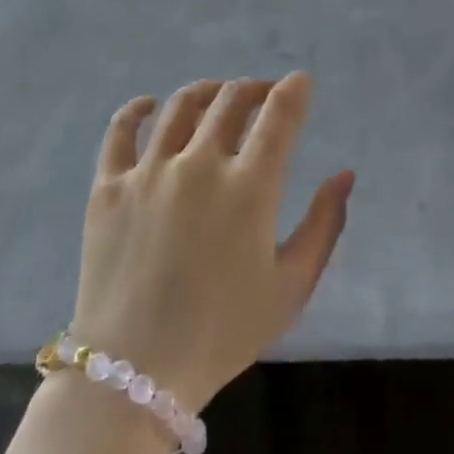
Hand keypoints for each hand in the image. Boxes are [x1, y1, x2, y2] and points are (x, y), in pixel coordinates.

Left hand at [71, 74, 353, 409]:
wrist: (134, 372)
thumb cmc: (223, 333)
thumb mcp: (292, 287)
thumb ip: (325, 224)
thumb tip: (344, 174)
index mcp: (249, 187)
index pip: (279, 115)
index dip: (294, 90)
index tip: (300, 82)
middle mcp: (199, 164)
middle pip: (230, 100)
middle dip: (255, 87)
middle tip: (264, 93)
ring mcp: (149, 171)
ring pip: (180, 106)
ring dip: (207, 91)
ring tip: (218, 95)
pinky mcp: (108, 186)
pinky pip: (119, 131)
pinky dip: (136, 109)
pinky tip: (149, 105)